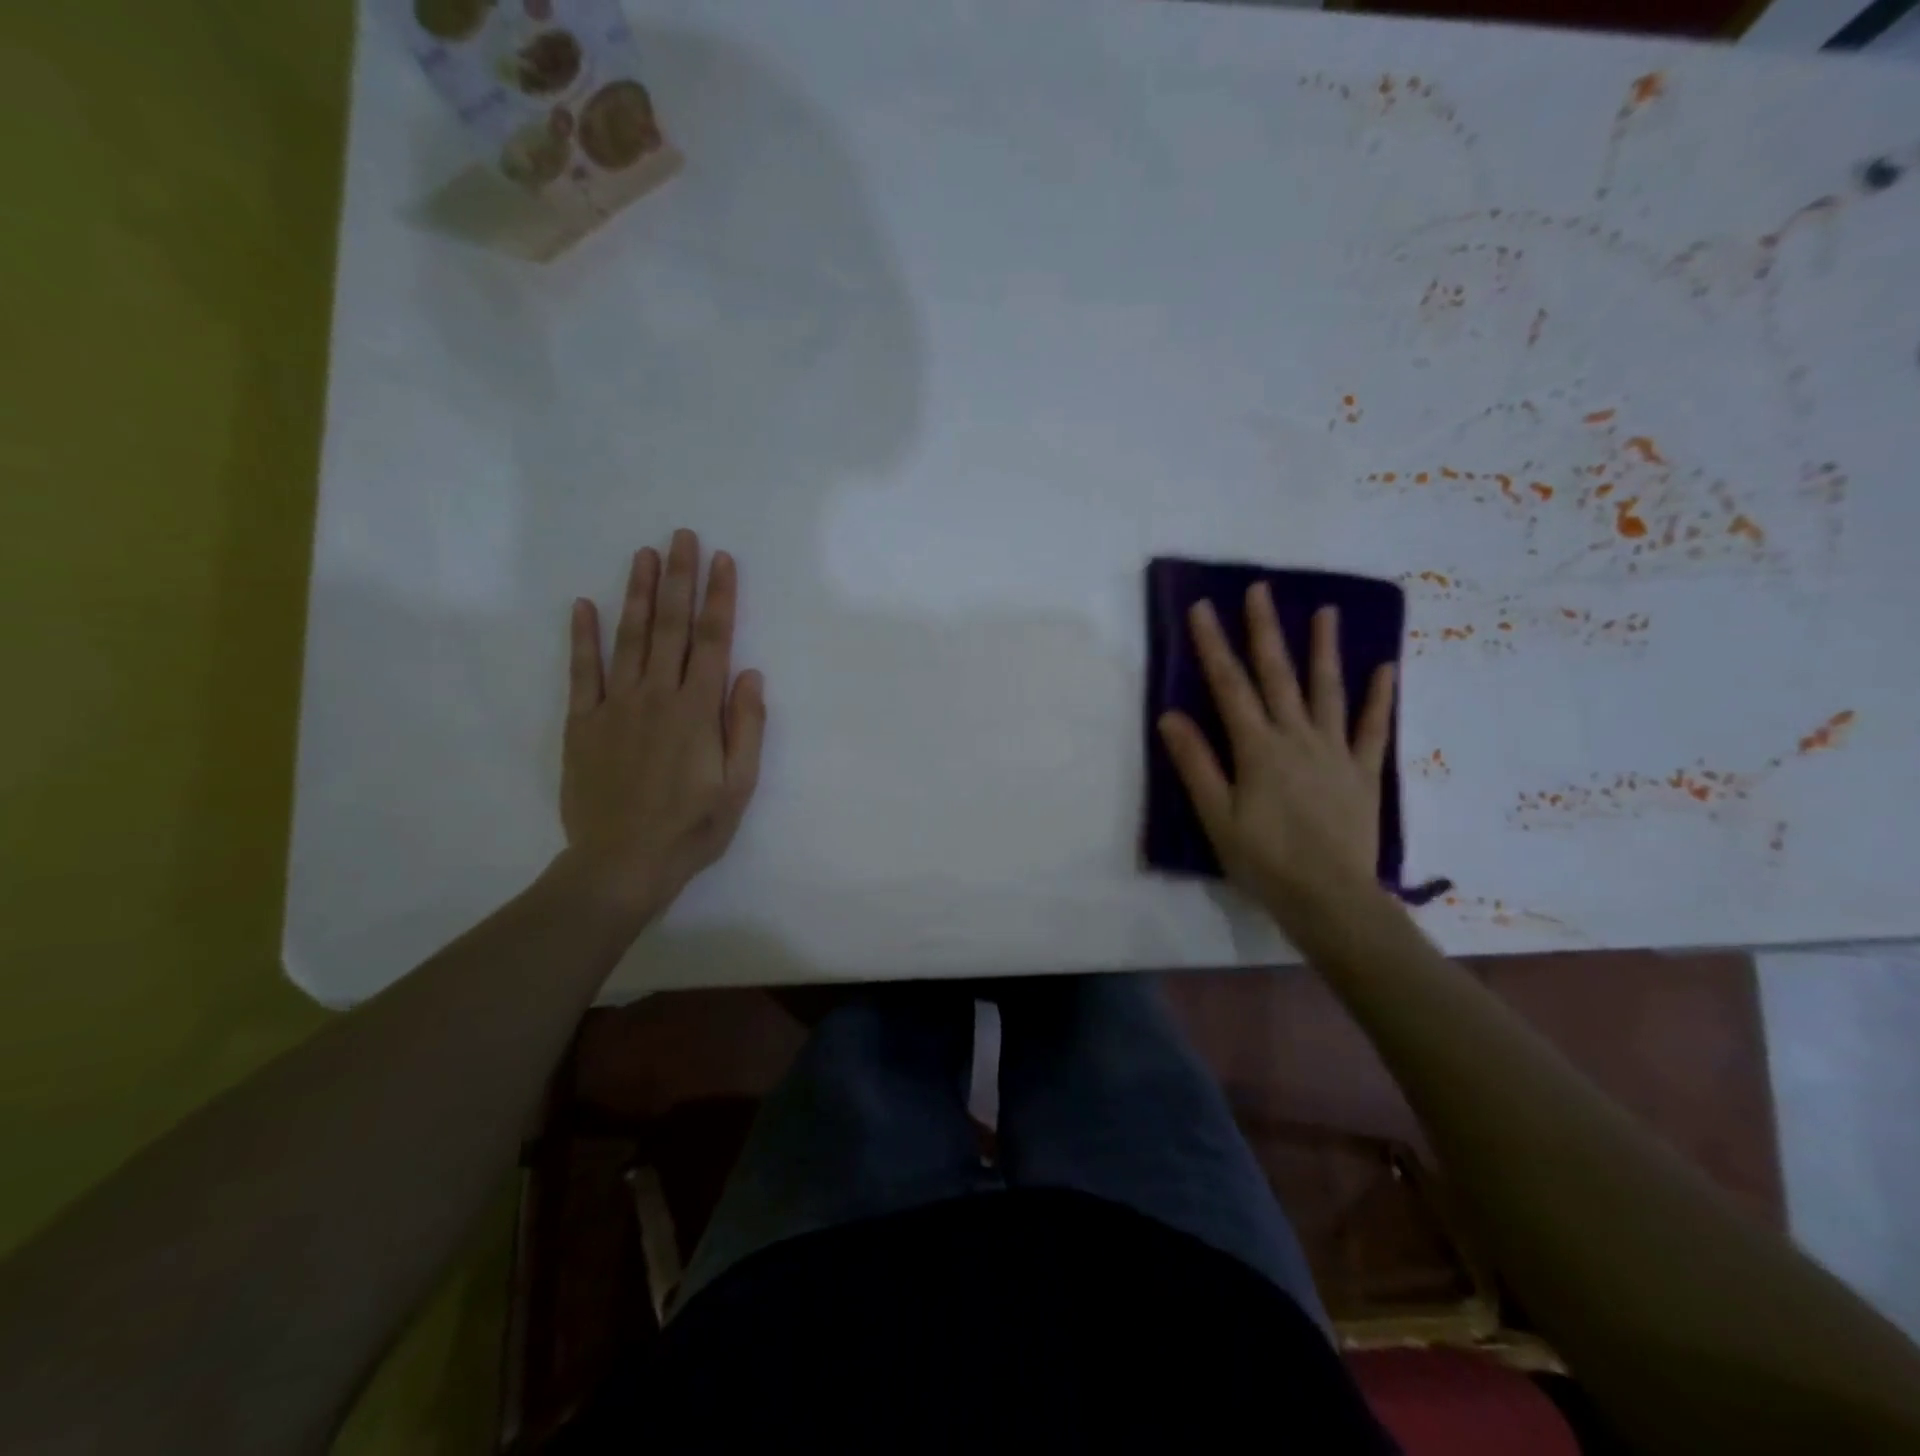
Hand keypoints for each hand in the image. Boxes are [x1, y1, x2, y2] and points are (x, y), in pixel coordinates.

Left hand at [558, 529, 765, 928]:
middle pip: (671, 627)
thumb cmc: (691, 828)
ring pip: (628, 638)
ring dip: (637, 594)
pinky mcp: (582, 723)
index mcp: (698, 710)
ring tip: (643, 555)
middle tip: (682, 537)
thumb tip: (751, 674)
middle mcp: (657, 696)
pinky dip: (582, 637)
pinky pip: (581, 672)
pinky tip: (583, 605)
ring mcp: (615, 706)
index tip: (722, 561)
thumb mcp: (738, 786)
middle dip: (679, 579)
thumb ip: (745, 727)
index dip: (719, 598)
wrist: (621, 863)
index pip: (714, 641)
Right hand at [1157, 584, 1393, 919]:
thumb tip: (1170, 715)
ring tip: (1326, 611)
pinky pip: (1372, 728)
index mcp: (1257, 748)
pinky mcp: (1363, 771)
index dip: (1213, 645)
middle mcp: (1296, 737)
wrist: (1330, 898)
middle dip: (1265, 630)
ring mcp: (1334, 751)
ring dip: (1324, 649)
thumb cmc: (1264, 860)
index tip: (1202, 608)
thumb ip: (1196, 763)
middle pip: (1278, 675)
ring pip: (1328, 690)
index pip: (1229, 686)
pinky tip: (1385, 668)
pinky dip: (1379, 697)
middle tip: (1261, 589)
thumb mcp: (1216, 815)